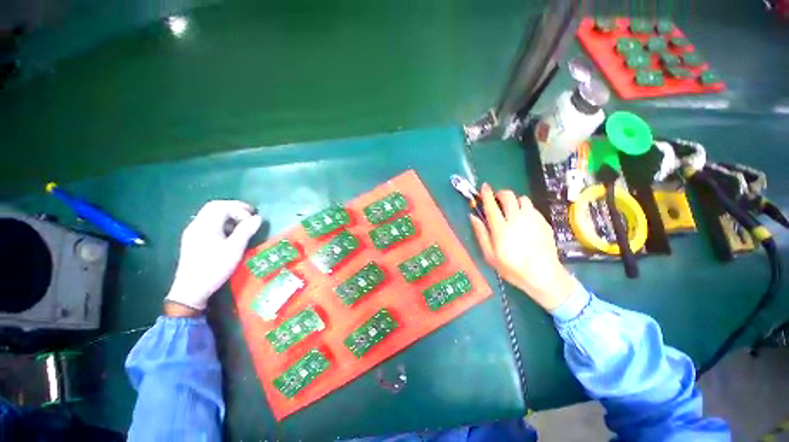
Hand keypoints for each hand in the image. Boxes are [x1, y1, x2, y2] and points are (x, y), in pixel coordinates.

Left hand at [165, 200, 262, 312]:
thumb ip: (246, 231)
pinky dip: (222, 222)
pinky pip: (208, 223)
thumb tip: (258, 218)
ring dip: (228, 215)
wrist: (191, 290)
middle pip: (215, 207)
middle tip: (249, 214)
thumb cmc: (214, 268)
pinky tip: (230, 233)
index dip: (240, 209)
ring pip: (211, 214)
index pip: (222, 207)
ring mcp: (193, 232)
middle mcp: (196, 225)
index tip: (252, 220)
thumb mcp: (234, 249)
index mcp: (205, 226)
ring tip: (242, 223)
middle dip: (234, 208)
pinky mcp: (193, 240)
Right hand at [470, 184, 575, 310]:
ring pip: (522, 199)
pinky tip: (524, 220)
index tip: (483, 187)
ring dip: (514, 201)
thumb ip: (481, 234)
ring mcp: (533, 219)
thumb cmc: (512, 268)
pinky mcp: (544, 222)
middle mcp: (517, 219)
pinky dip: (525, 209)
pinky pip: (532, 208)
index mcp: (501, 229)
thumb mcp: (490, 256)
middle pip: (508, 196)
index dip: (486, 194)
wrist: (544, 276)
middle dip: (500, 193)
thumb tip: (473, 216)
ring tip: (511, 210)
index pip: (491, 205)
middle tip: (496, 200)